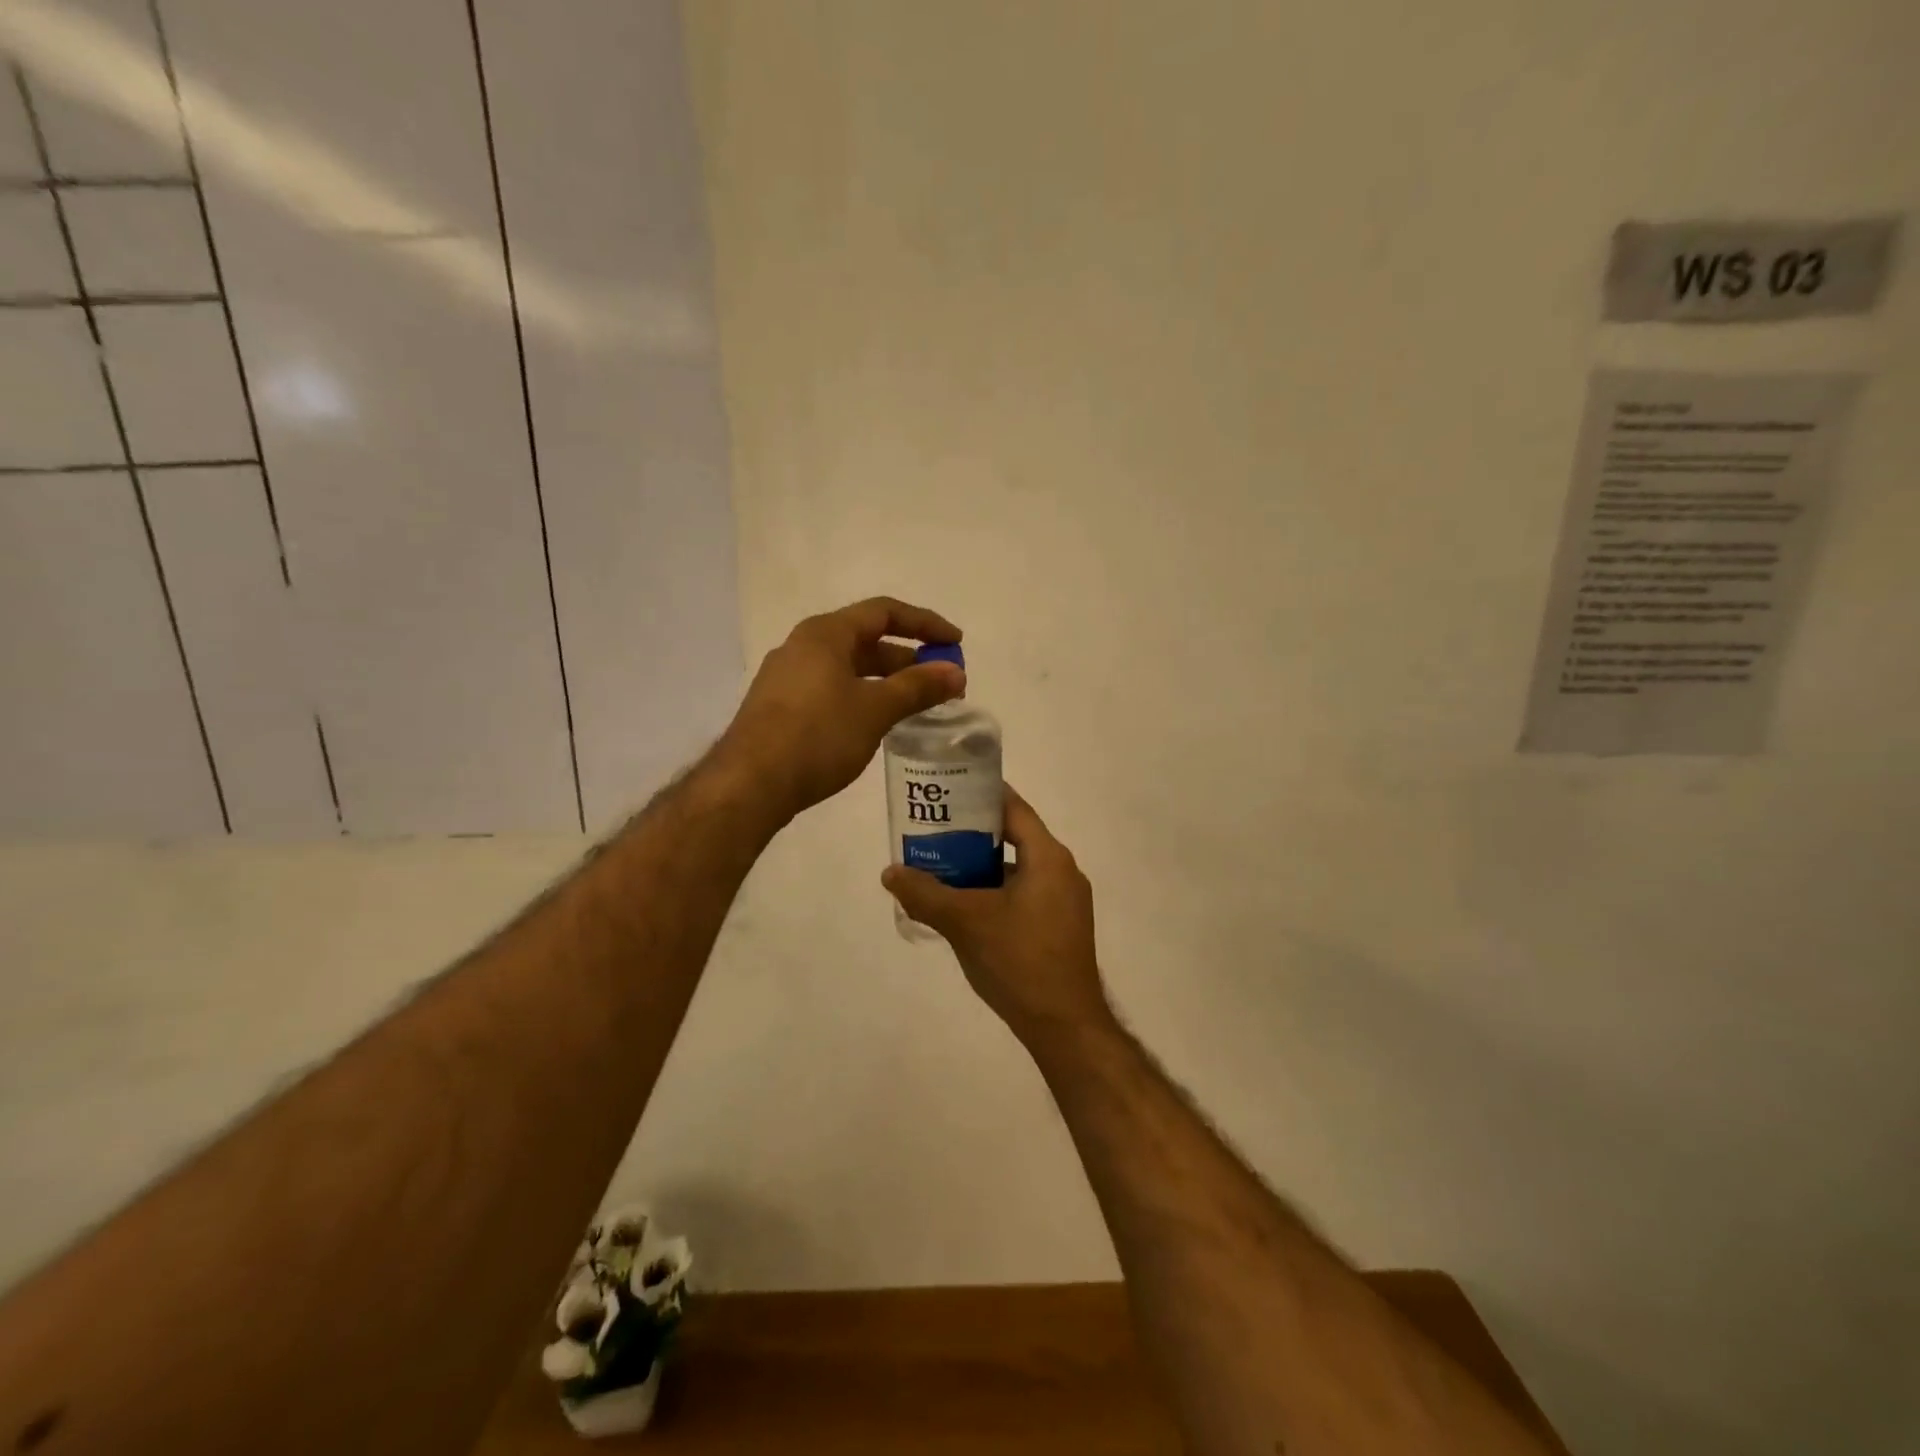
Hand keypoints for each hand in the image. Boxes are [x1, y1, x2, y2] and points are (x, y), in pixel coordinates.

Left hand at [719, 597, 964, 821]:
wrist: (750, 784)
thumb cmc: (818, 736)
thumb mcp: (875, 709)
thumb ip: (918, 687)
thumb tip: (956, 673)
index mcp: (825, 633)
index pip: (884, 612)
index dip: (925, 624)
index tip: (955, 644)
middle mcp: (803, 646)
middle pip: (866, 639)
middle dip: (907, 658)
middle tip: (940, 682)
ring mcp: (787, 677)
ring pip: (848, 668)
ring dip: (885, 681)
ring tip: (915, 705)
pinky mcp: (780, 707)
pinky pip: (831, 689)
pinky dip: (862, 696)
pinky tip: (875, 723)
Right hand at [882, 788, 1110, 1046]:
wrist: (1064, 1026)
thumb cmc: (1018, 960)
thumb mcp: (965, 922)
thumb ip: (925, 894)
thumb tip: (890, 873)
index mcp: (1049, 857)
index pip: (1014, 808)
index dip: (981, 795)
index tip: (948, 789)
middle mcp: (1063, 871)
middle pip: (1014, 837)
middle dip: (972, 834)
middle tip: (933, 830)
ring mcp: (1065, 901)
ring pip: (1017, 869)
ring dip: (982, 867)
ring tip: (941, 867)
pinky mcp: (1061, 927)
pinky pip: (1024, 894)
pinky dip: (995, 892)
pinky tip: (965, 907)